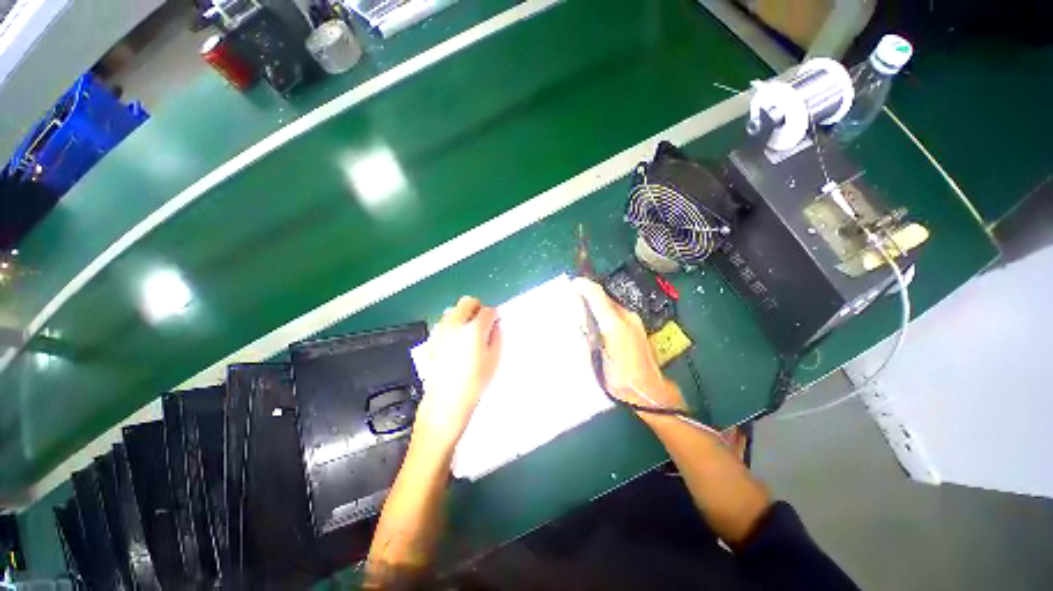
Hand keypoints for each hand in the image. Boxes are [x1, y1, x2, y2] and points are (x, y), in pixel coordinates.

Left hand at [412, 296, 501, 454]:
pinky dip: (452, 325)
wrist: (445, 402)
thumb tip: (495, 325)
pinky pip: (443, 322)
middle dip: (478, 308)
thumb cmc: (474, 383)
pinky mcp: (431, 339)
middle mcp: (455, 324)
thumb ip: (496, 337)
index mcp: (473, 330)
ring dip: (463, 315)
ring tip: (468, 332)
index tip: (496, 323)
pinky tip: (455, 341)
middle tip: (482, 322)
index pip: (488, 311)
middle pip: (468, 301)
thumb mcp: (493, 360)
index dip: (494, 316)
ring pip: (453, 309)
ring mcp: (440, 330)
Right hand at [573, 277, 685, 411]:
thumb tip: (579, 317)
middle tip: (574, 296)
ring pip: (611, 303)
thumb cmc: (620, 379)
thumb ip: (587, 335)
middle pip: (604, 296)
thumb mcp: (596, 359)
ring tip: (583, 307)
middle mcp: (626, 317)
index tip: (573, 283)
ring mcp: (634, 320)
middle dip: (589, 293)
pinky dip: (605, 310)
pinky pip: (617, 311)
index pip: (597, 295)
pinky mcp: (637, 325)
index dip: (584, 286)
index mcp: (614, 324)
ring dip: (597, 301)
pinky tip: (598, 320)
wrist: (649, 390)